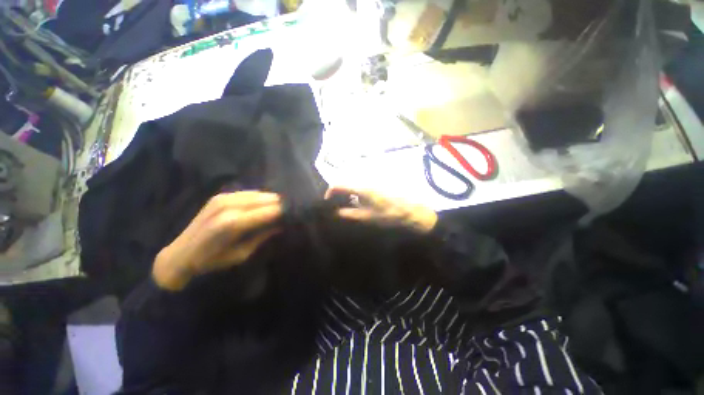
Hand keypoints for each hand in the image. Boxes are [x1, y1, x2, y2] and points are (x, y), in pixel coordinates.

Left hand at [153, 191, 281, 290]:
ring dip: (273, 200)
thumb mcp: (242, 254)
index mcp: (234, 223)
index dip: (286, 211)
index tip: (298, 214)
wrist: (180, 254)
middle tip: (292, 211)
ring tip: (283, 208)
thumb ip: (263, 236)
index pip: (270, 211)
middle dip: (282, 204)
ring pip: (260, 194)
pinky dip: (261, 198)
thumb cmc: (212, 261)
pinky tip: (266, 205)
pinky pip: (249, 193)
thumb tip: (282, 224)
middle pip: (267, 199)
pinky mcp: (221, 196)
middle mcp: (230, 206)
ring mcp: (224, 198)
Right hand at [325, 186, 436, 233]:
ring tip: (346, 207)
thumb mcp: (367, 217)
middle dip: (337, 194)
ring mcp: (372, 182)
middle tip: (335, 207)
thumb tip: (335, 212)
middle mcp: (365, 181)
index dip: (330, 192)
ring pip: (353, 185)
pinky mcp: (377, 185)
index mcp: (361, 188)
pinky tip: (358, 204)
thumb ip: (348, 214)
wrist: (411, 212)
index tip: (327, 203)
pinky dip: (355, 194)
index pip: (339, 184)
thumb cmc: (389, 215)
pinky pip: (361, 187)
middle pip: (345, 183)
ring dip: (346, 194)